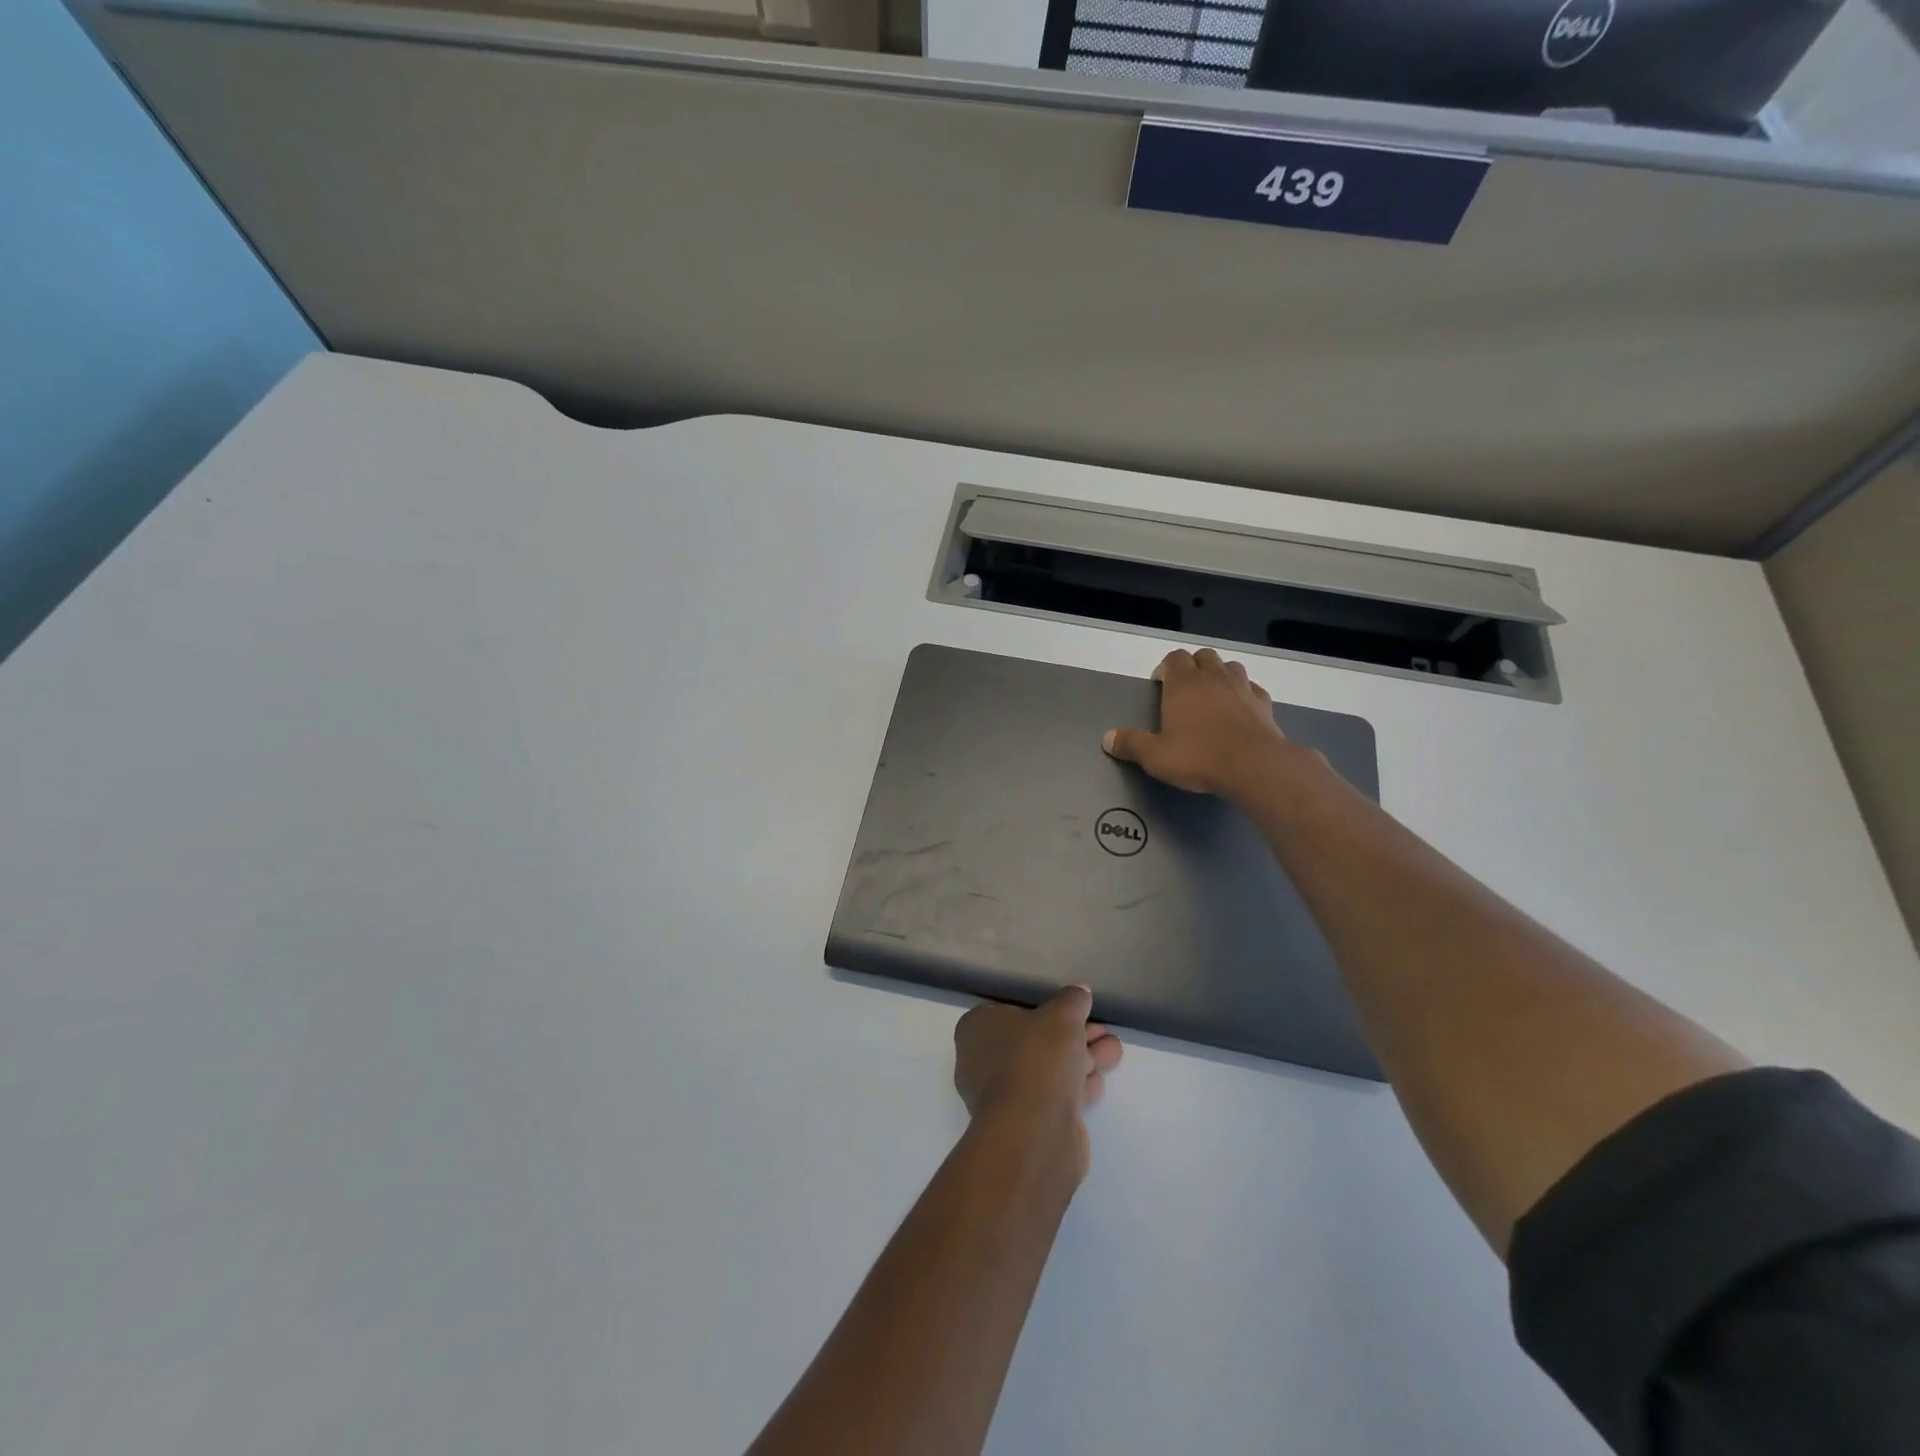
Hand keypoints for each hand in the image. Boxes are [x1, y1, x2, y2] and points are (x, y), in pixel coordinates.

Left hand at [954, 986, 1122, 1179]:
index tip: (1071, 1008)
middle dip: (1071, 1034)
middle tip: (1102, 1028)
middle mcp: (982, 1061)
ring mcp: (1004, 1096)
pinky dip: (1077, 1084)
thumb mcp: (1062, 1015)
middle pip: (1034, 1040)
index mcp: (977, 1029)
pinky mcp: (1026, 1123)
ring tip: (1114, 1049)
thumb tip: (1079, 992)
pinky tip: (1102, 1078)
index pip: (1010, 1010)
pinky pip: (1053, 1095)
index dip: (1044, 1007)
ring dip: (1081, 1058)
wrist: (1034, 1132)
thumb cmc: (1037, 1058)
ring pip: (1047, 1069)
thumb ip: (1072, 999)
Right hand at [1103, 648, 1313, 802]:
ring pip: (1230, 666)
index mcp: (1183, 683)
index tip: (1160, 685)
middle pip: (1203, 656)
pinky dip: (1244, 693)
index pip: (1174, 658)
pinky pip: (1253, 688)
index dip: (1165, 668)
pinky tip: (1240, 708)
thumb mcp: (1155, 756)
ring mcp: (1242, 687)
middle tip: (1185, 689)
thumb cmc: (1198, 757)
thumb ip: (1130, 744)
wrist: (1254, 766)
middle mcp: (1213, 677)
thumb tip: (1107, 738)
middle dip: (1193, 666)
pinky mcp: (1264, 703)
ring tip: (1213, 695)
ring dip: (1220, 675)